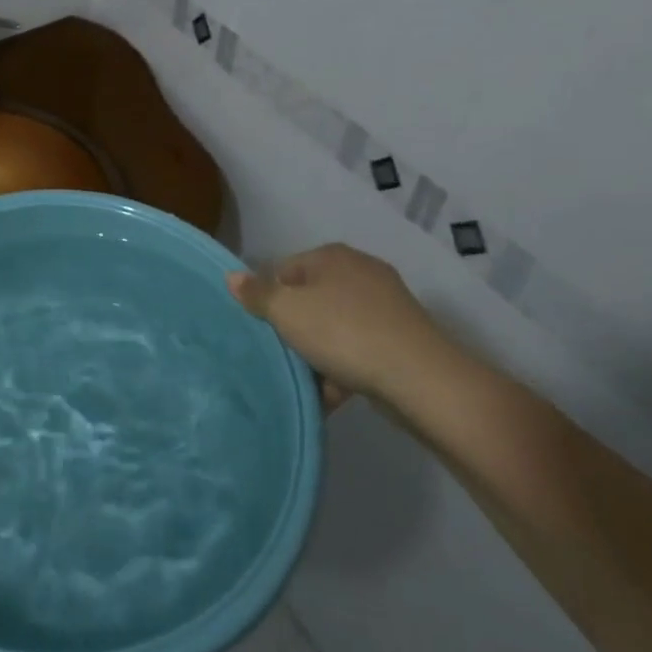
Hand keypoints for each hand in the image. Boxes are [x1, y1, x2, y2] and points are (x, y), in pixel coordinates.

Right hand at [229, 244, 441, 405]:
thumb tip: (231, 276)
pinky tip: (333, 395)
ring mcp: (386, 305)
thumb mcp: (287, 312)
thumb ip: (257, 294)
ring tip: (307, 383)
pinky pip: (360, 348)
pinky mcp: (402, 337)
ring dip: (319, 354)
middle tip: (282, 355)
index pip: (284, 270)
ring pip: (335, 327)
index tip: (262, 329)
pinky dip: (345, 368)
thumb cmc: (343, 333)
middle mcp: (360, 271)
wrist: (420, 378)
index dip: (268, 299)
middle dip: (295, 330)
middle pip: (310, 300)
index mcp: (332, 256)